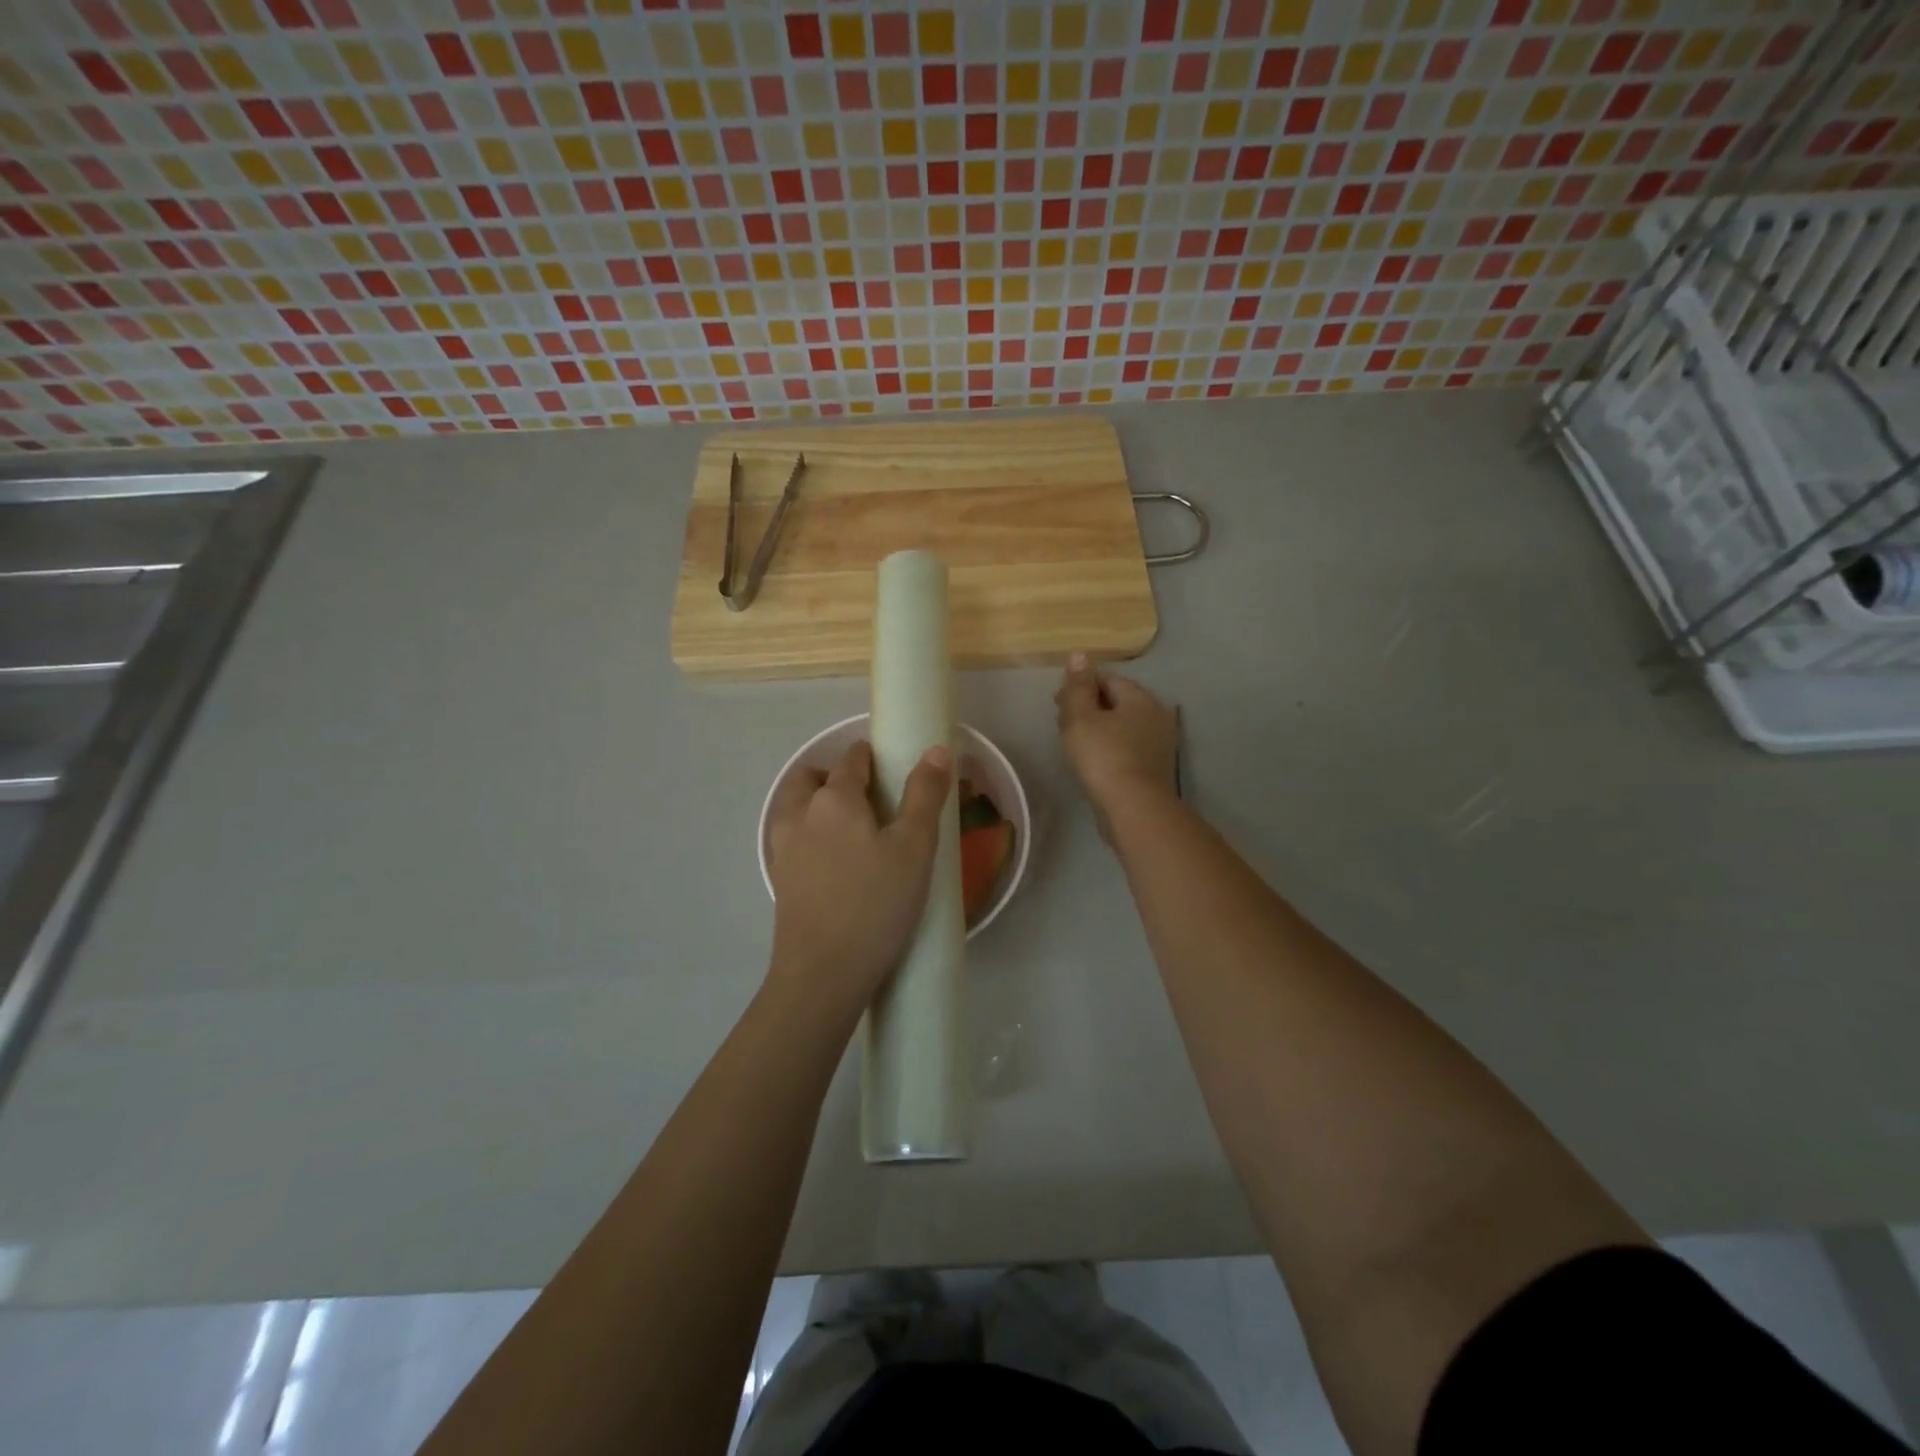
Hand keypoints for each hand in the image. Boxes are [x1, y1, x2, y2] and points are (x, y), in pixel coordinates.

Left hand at [764, 739, 952, 1019]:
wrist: (823, 974)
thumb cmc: (876, 904)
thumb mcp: (915, 848)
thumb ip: (925, 795)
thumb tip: (936, 750)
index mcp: (834, 799)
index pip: (852, 759)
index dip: (873, 757)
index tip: (893, 771)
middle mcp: (800, 814)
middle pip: (811, 777)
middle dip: (836, 776)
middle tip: (869, 799)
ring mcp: (783, 848)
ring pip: (794, 807)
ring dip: (816, 803)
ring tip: (851, 830)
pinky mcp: (779, 879)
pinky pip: (790, 839)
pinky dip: (808, 834)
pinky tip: (833, 862)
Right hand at [1056, 653, 1179, 819]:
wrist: (1133, 808)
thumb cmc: (1103, 757)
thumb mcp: (1081, 717)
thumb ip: (1078, 686)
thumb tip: (1079, 655)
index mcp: (1140, 698)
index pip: (1108, 678)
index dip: (1081, 684)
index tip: (1058, 700)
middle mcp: (1156, 715)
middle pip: (1118, 701)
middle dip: (1090, 705)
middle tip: (1063, 721)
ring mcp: (1159, 743)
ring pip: (1123, 725)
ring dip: (1100, 727)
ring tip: (1075, 741)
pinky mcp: (1155, 768)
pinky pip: (1128, 746)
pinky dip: (1110, 746)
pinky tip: (1094, 760)